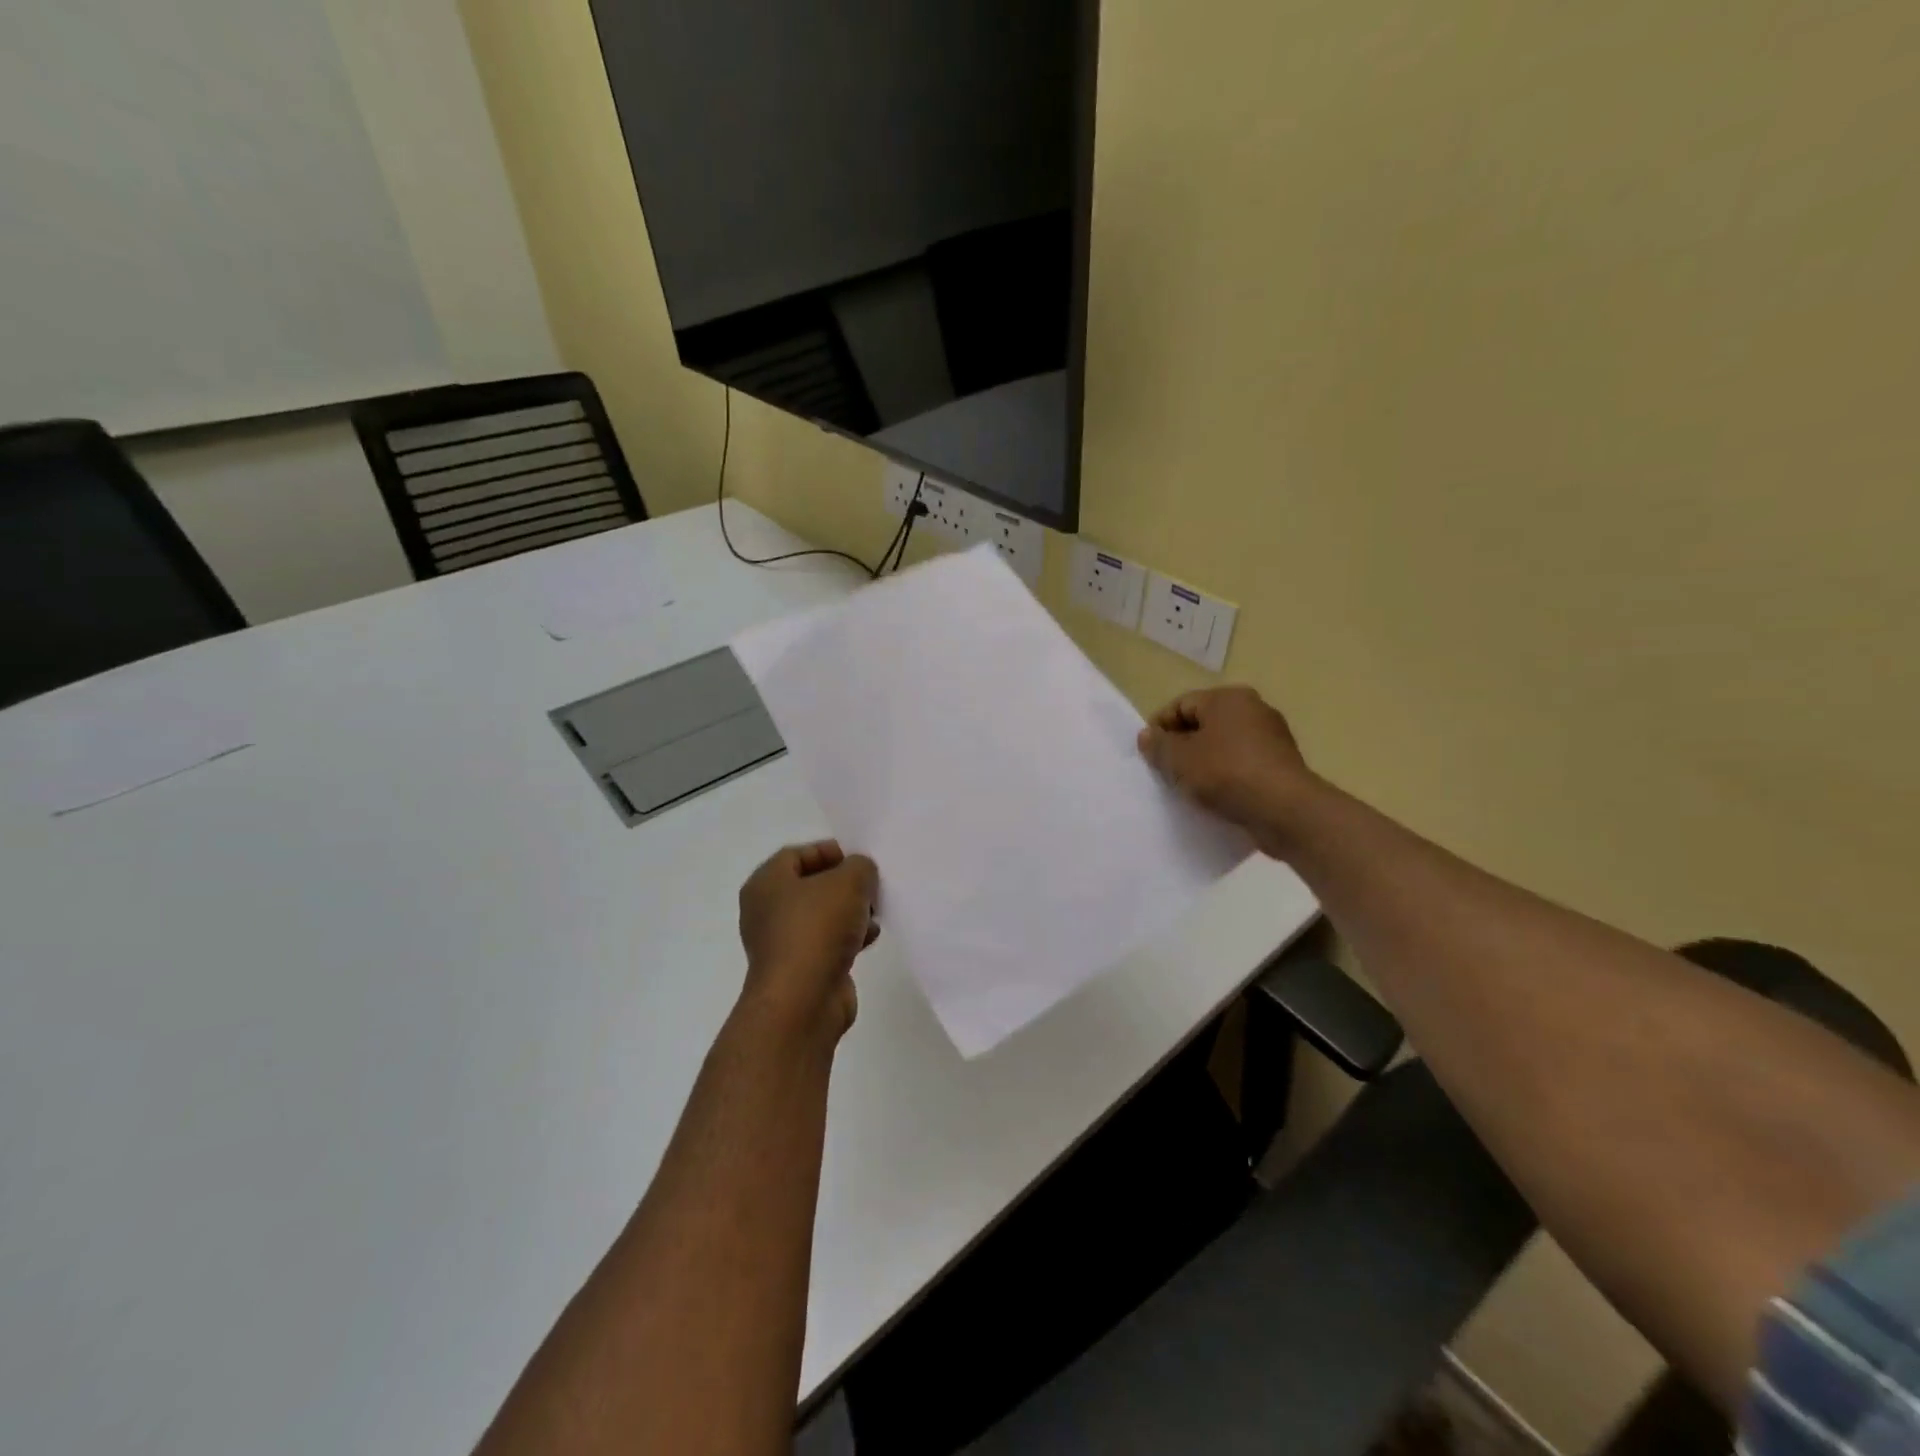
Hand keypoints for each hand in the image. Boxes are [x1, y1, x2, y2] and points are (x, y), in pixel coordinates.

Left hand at [737, 841, 879, 1044]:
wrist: (803, 1001)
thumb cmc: (817, 928)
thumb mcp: (848, 881)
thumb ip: (860, 866)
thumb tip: (860, 873)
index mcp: (766, 883)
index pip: (797, 854)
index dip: (829, 852)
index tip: (859, 860)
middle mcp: (767, 911)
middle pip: (811, 886)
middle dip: (845, 884)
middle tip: (871, 886)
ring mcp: (782, 943)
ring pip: (822, 916)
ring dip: (850, 912)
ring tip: (875, 913)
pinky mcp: (799, 969)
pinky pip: (826, 943)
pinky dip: (848, 938)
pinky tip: (869, 939)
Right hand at [1137, 686, 1319, 855]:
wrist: (1284, 809)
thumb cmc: (1226, 773)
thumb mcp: (1179, 760)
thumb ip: (1158, 745)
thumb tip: (1147, 735)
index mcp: (1227, 698)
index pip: (1182, 704)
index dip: (1159, 727)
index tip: (1147, 753)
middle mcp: (1253, 709)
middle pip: (1204, 723)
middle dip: (1181, 745)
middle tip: (1165, 771)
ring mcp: (1271, 736)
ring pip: (1223, 744)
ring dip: (1203, 762)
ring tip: (1188, 787)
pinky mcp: (1280, 763)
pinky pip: (1242, 763)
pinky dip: (1226, 775)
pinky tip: (1215, 795)